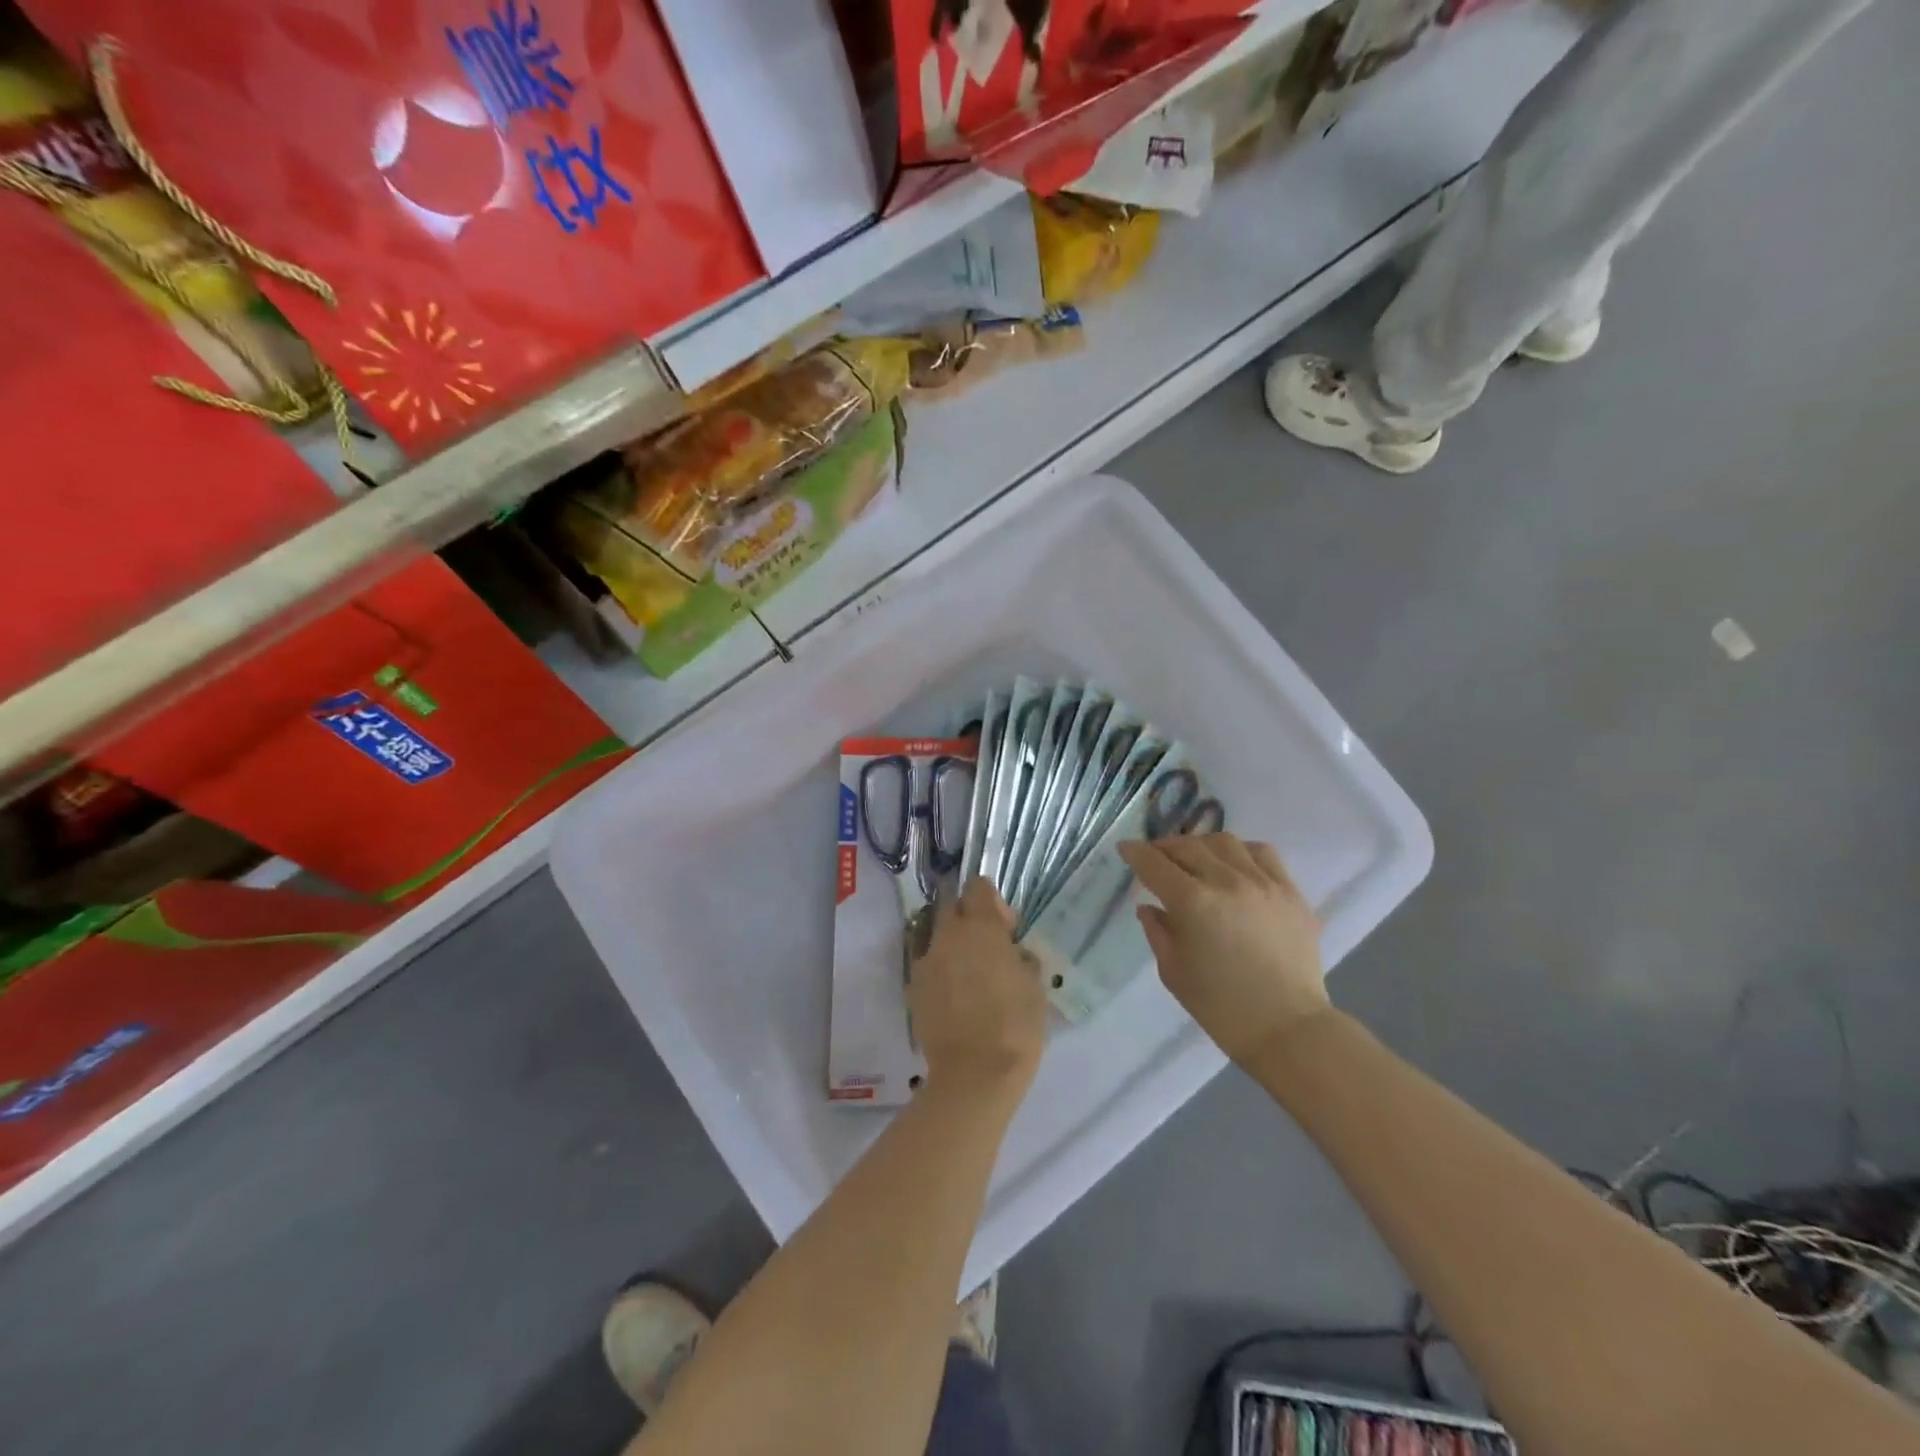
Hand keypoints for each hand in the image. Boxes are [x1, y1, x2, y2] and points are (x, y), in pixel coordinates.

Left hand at [911, 878, 1046, 1100]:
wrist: (974, 1075)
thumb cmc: (1015, 1026)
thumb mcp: (1035, 986)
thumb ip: (1021, 957)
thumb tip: (1011, 951)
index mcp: (981, 928)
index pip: (977, 887)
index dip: (993, 901)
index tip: (1006, 928)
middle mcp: (948, 936)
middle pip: (952, 907)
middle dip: (969, 918)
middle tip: (988, 948)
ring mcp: (926, 961)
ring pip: (937, 937)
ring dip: (953, 946)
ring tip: (971, 976)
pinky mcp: (913, 988)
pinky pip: (928, 966)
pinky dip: (941, 972)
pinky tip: (956, 998)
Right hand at [1118, 833, 1331, 1065]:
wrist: (1286, 1028)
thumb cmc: (1221, 1007)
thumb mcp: (1173, 971)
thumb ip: (1157, 931)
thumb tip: (1149, 907)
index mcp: (1192, 902)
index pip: (1154, 864)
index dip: (1135, 853)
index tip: (1125, 849)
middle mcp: (1227, 881)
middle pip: (1187, 847)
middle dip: (1164, 848)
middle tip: (1155, 858)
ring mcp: (1263, 883)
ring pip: (1224, 842)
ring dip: (1201, 845)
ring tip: (1194, 858)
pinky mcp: (1290, 891)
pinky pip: (1263, 853)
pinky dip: (1241, 851)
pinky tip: (1234, 864)